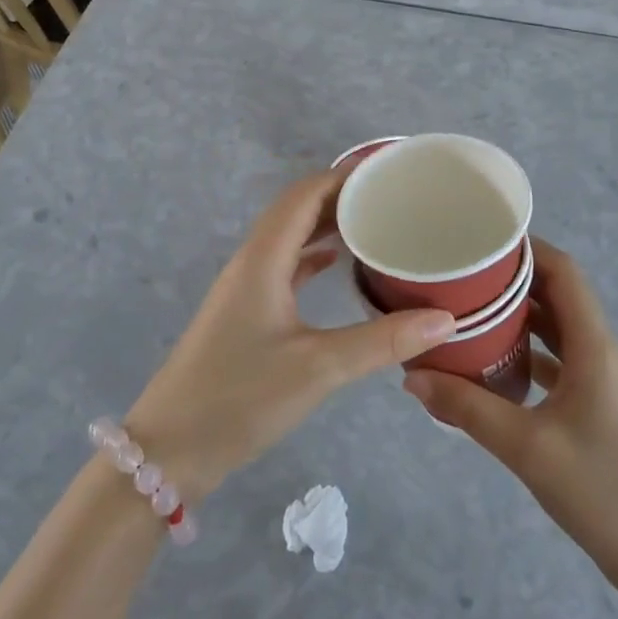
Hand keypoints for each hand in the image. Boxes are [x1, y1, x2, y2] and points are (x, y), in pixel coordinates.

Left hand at [127, 172, 455, 500]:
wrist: (171, 449)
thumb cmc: (240, 398)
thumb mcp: (318, 368)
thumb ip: (382, 341)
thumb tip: (446, 319)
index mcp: (264, 258)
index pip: (305, 193)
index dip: (345, 175)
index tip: (389, 169)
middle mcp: (252, 261)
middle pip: (297, 208)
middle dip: (342, 195)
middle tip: (392, 195)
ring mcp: (245, 287)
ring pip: (290, 236)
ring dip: (327, 223)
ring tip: (375, 221)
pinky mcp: (245, 312)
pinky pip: (284, 265)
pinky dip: (312, 255)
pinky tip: (337, 264)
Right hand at [402, 238, 617, 600]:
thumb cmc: (604, 491)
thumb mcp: (527, 448)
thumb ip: (468, 409)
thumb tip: (412, 376)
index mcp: (593, 345)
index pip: (563, 272)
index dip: (527, 247)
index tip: (480, 238)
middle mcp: (599, 351)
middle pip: (557, 295)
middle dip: (512, 279)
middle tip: (460, 272)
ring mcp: (599, 381)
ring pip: (556, 329)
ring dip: (518, 316)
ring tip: (467, 308)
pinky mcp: (595, 407)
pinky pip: (557, 361)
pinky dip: (527, 353)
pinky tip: (491, 364)